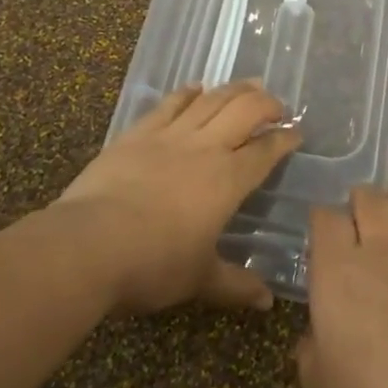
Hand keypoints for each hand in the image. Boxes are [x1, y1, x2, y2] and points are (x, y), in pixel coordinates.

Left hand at [56, 81, 301, 315]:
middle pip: (244, 111)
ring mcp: (169, 136)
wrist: (90, 243)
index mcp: (228, 180)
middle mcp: (205, 148)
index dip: (284, 140)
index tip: (297, 133)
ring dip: (234, 89)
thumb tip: (267, 303)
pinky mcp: (137, 134)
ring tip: (249, 84)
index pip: (266, 151)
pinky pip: (169, 104)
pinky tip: (196, 87)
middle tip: (277, 105)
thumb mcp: (199, 279)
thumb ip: (235, 285)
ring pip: (210, 100)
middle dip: (266, 103)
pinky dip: (187, 92)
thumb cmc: (154, 263)